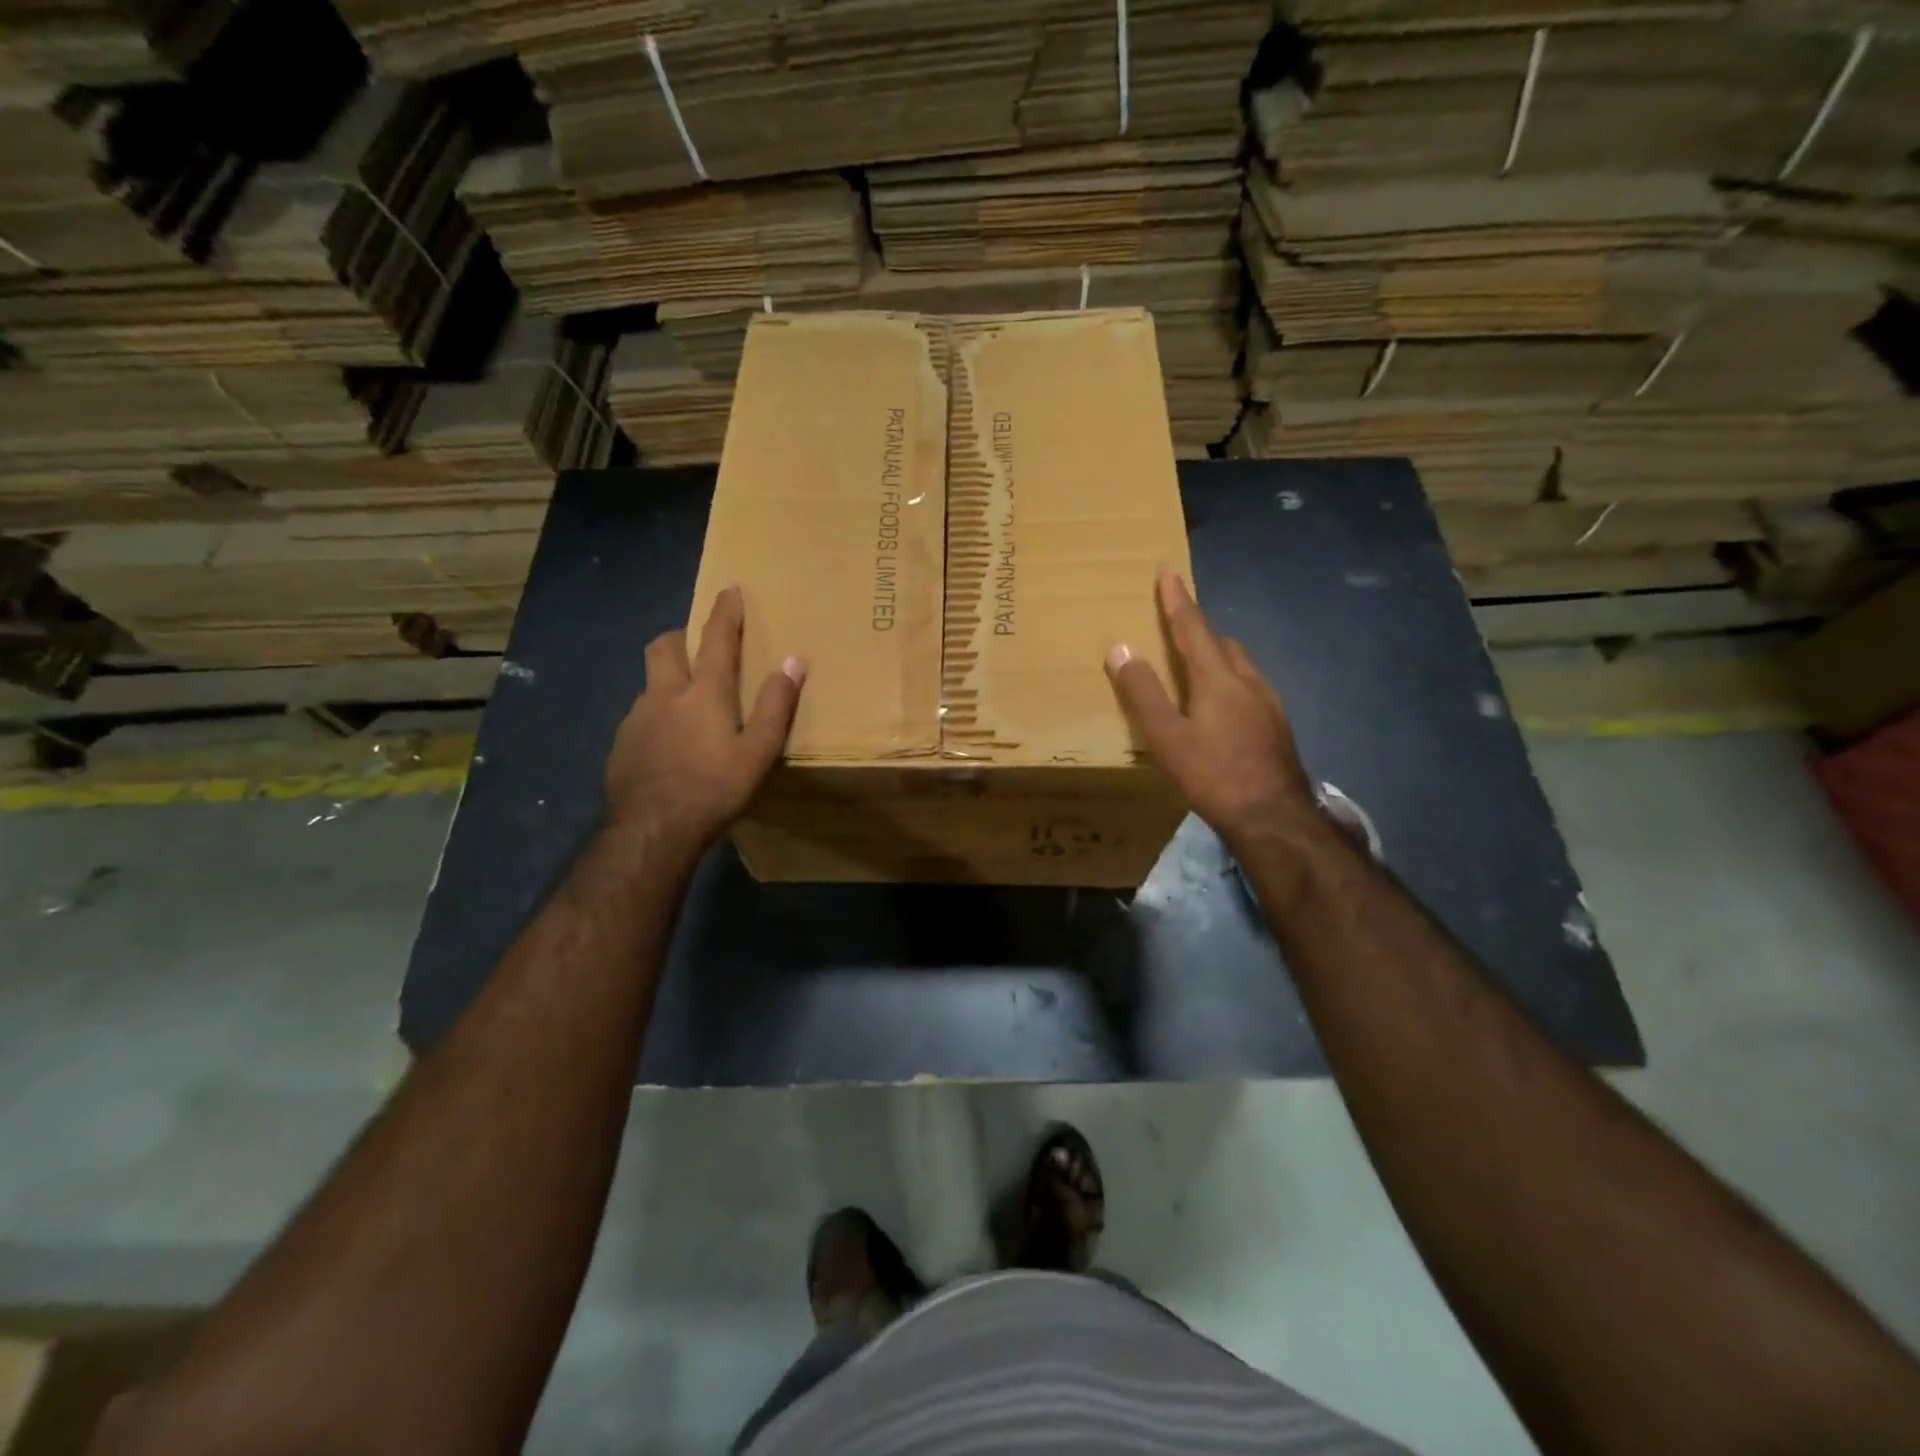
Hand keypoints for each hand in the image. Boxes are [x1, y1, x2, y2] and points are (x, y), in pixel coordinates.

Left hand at [605, 586, 804, 847]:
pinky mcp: (622, 743)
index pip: (717, 638)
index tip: (729, 587)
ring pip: (650, 681)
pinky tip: (666, 744)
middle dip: (681, 636)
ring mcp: (638, 717)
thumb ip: (777, 704)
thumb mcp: (759, 750)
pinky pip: (640, 715)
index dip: (725, 611)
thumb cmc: (715, 787)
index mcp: (705, 692)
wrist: (653, 828)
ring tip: (685, 703)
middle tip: (696, 645)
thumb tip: (793, 660)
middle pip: (665, 646)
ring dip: (667, 678)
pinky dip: (655, 715)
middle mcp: (666, 693)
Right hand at [1105, 572, 1314, 851]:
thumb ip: (1143, 693)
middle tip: (1179, 629)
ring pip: (1242, 666)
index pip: (1193, 628)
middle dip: (1200, 630)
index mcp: (1218, 678)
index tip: (1169, 572)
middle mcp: (1249, 681)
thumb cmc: (1213, 775)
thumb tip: (1120, 649)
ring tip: (1199, 668)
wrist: (1274, 817)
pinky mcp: (1278, 728)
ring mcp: (1270, 705)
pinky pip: (1251, 689)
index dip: (1178, 601)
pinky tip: (1224, 710)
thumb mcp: (1166, 737)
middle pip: (1224, 643)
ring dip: (1219, 657)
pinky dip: (1232, 683)